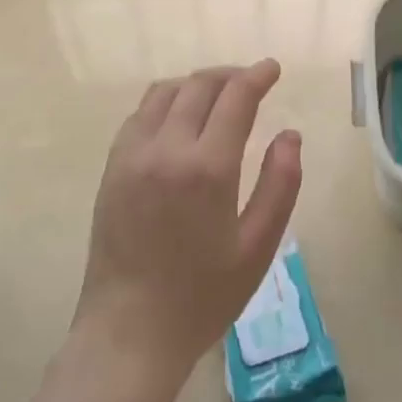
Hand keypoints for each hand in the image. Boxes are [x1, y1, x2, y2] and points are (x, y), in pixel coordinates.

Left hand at [73, 59, 301, 401]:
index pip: (235, 98)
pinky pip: (139, 114)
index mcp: (207, 168)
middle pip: (199, 86)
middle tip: (251, 82)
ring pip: (165, 93)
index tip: (273, 68)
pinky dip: (165, 102)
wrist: (129, 332)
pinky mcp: (112, 167)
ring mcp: (132, 155)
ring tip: (218, 95)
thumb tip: (290, 134)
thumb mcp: (258, 247)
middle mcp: (166, 149)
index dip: (257, 76)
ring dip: (195, 84)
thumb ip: (280, 184)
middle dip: (229, 75)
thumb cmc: (202, 296)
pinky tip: (179, 118)